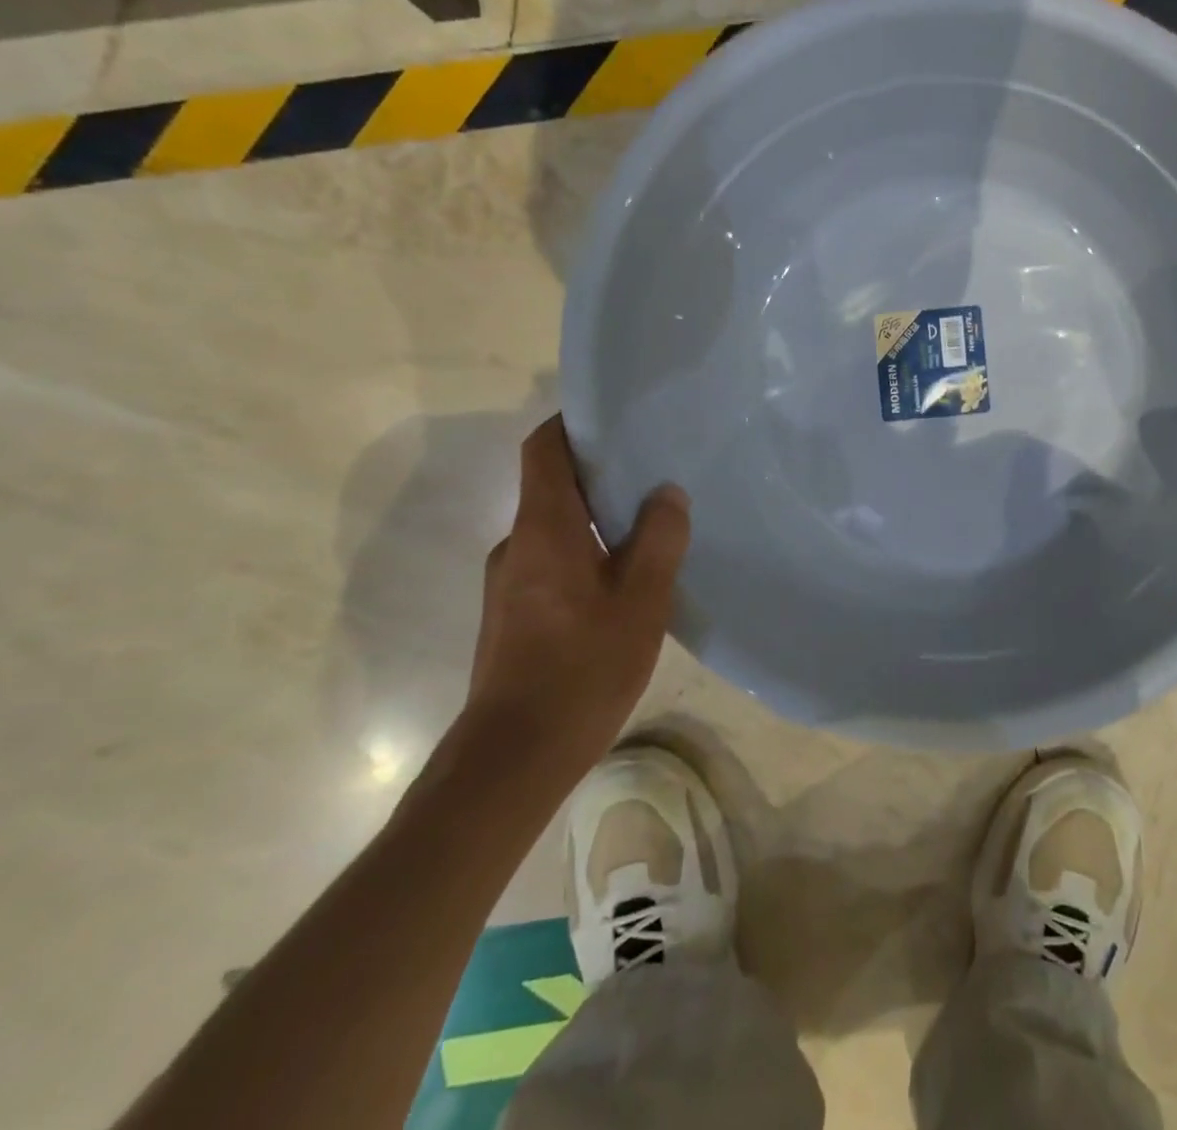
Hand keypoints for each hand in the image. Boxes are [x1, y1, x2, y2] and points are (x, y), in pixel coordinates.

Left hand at [465, 415, 689, 779]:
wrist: (514, 758)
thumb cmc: (582, 667)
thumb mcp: (641, 600)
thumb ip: (659, 539)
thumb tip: (667, 493)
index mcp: (543, 528)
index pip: (543, 448)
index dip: (573, 424)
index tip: (615, 418)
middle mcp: (517, 545)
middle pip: (552, 486)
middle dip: (600, 474)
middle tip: (655, 472)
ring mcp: (510, 583)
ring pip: (556, 529)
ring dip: (597, 520)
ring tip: (651, 527)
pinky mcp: (513, 615)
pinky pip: (552, 562)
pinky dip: (587, 554)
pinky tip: (626, 582)